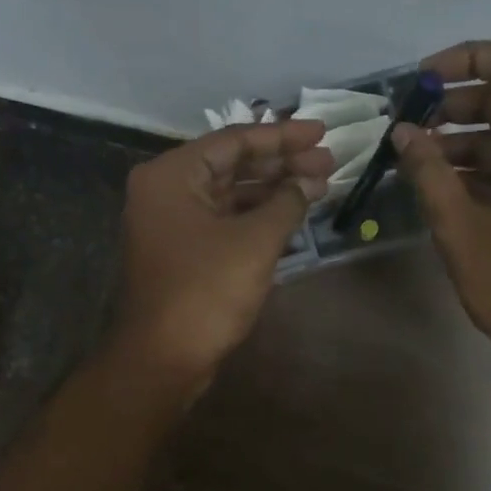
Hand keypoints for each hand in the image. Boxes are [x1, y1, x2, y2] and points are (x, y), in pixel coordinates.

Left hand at [109, 119, 332, 393]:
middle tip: (328, 162)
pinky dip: (256, 217)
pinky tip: (291, 214)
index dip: (283, 136)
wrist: (162, 358)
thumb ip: (287, 203)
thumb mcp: (254, 242)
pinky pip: (223, 221)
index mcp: (171, 175)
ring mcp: (171, 223)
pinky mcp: (182, 252)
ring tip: (318, 186)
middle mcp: (165, 191)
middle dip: (281, 163)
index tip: (322, 132)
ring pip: (229, 194)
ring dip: (272, 190)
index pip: (234, 140)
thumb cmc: (205, 292)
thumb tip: (312, 181)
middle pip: (231, 165)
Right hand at [392, 39, 490, 376]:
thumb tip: (403, 132)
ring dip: (467, 138)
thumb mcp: (460, 227)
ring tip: (417, 160)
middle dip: (457, 104)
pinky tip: (446, 187)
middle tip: (408, 126)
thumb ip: (429, 172)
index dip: (471, 57)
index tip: (423, 81)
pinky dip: (486, 165)